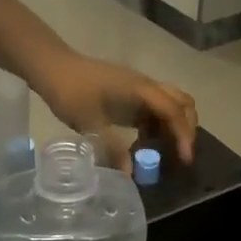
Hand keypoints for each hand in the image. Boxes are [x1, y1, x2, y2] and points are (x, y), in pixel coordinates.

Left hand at [39, 52, 197, 164]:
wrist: (52, 67)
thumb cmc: (71, 92)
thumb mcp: (89, 123)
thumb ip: (112, 148)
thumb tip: (130, 174)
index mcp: (141, 89)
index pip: (174, 111)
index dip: (183, 136)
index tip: (185, 159)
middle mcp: (146, 86)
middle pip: (182, 103)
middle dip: (187, 128)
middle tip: (181, 156)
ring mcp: (139, 88)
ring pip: (171, 104)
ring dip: (173, 127)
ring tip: (165, 153)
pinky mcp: (130, 93)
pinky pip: (154, 109)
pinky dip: (158, 126)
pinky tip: (146, 144)